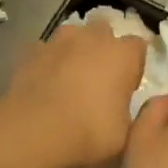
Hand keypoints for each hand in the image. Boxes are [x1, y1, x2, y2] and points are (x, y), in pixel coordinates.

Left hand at [0, 22, 149, 167]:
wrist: (34, 132)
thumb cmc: (89, 133)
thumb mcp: (124, 134)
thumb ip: (127, 113)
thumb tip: (121, 107)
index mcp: (122, 55)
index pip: (137, 48)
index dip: (132, 67)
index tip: (126, 88)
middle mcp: (92, 38)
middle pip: (103, 33)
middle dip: (102, 51)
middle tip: (97, 81)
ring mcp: (58, 41)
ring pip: (72, 37)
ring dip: (73, 52)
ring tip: (67, 80)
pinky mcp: (30, 52)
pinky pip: (45, 52)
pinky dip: (47, 63)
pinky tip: (43, 85)